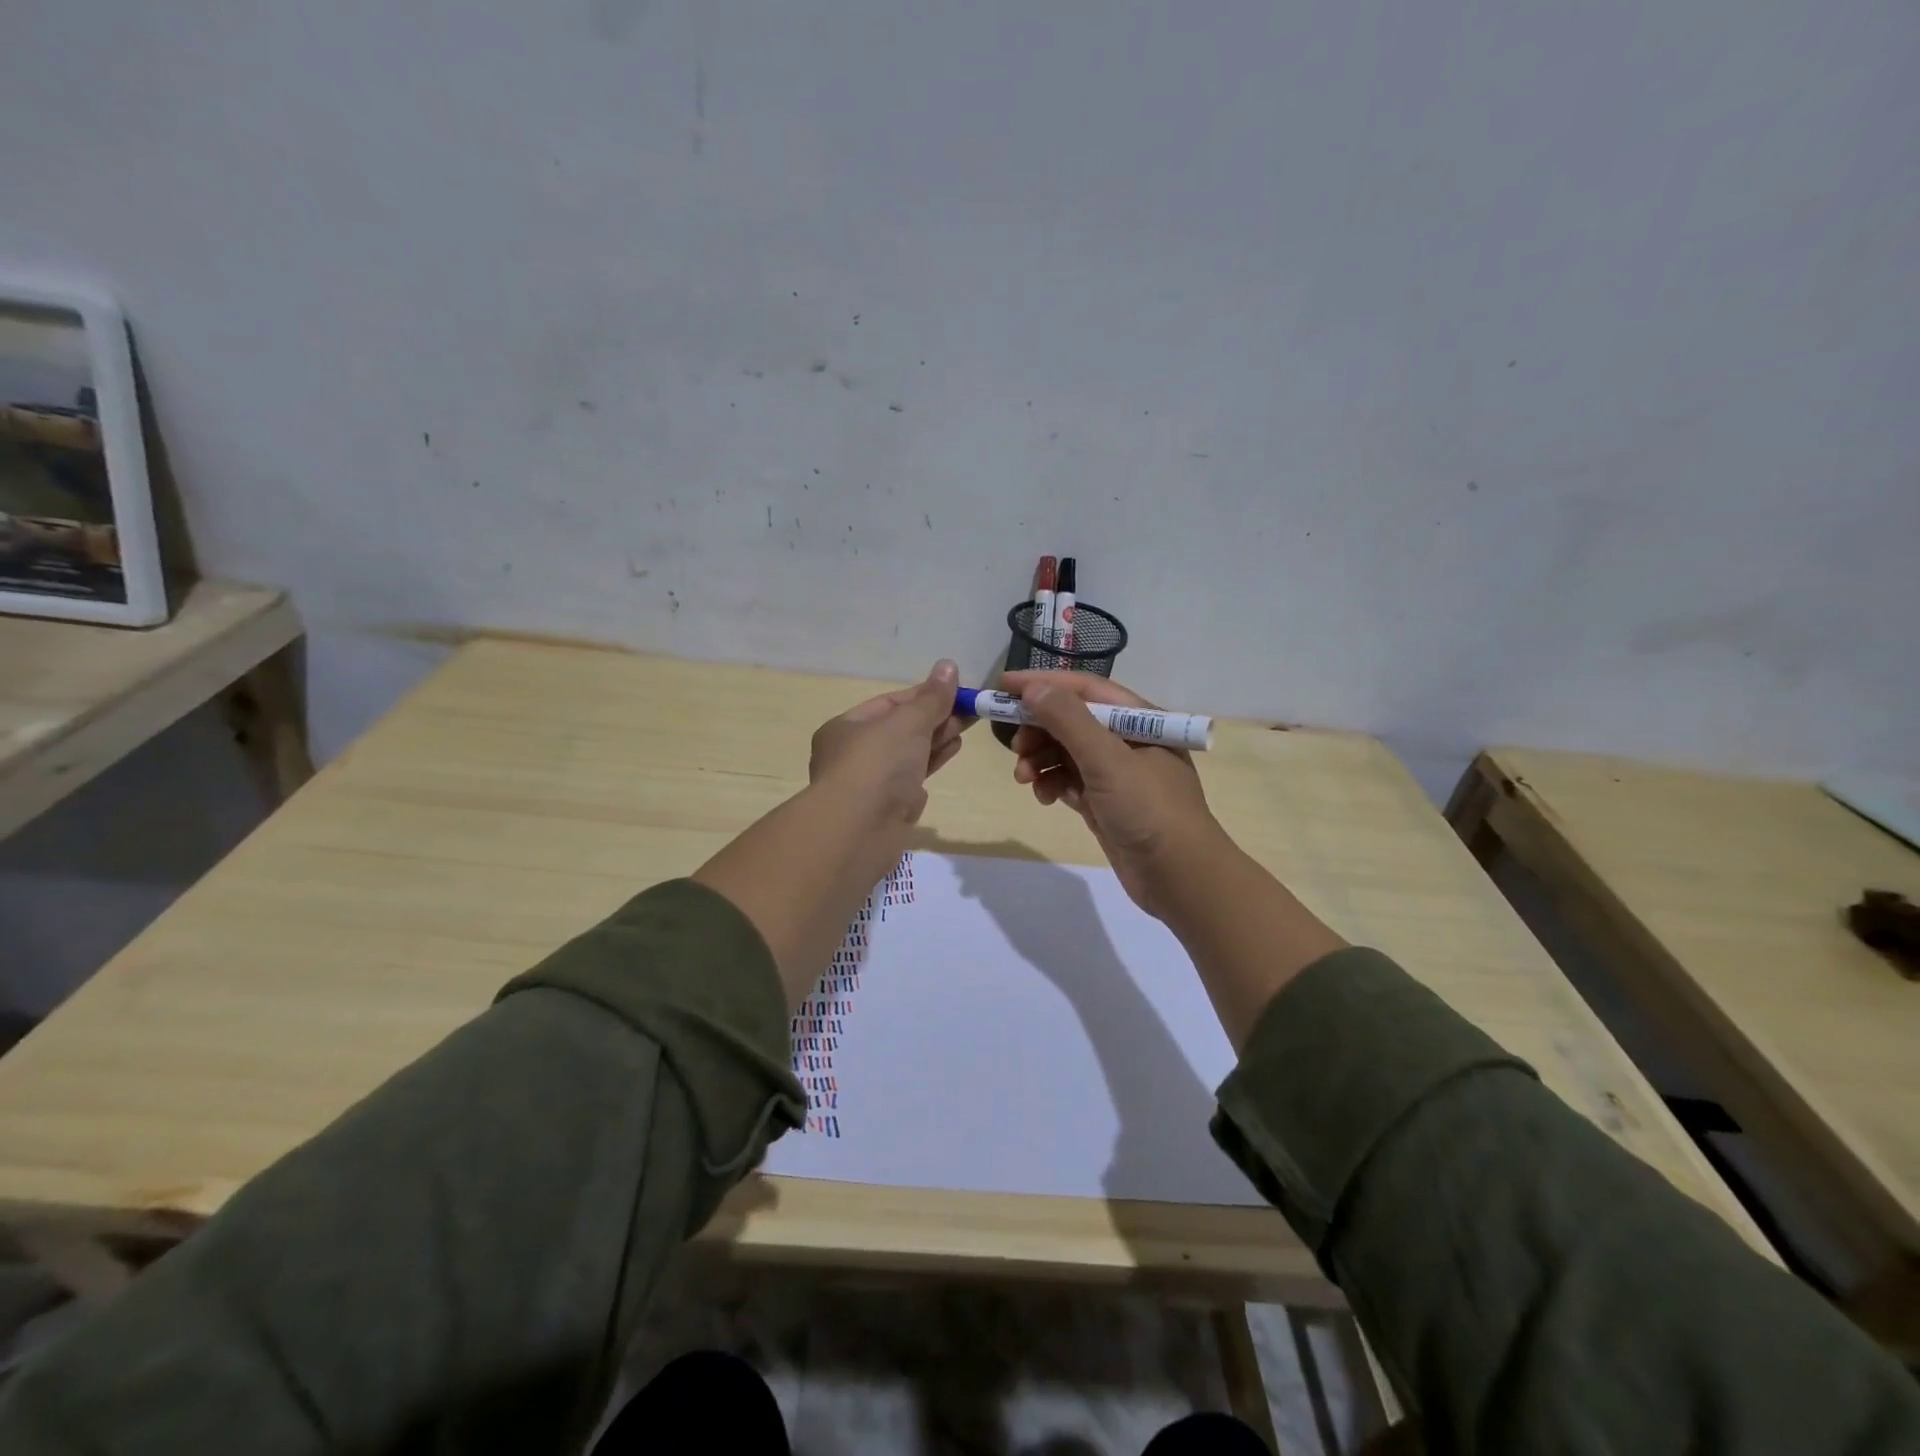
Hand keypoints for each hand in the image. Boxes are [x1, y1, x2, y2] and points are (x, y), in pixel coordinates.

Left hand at [809, 659, 964, 830]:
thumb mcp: (908, 722)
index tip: (956, 690)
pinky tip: (952, 750)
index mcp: (846, 727)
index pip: (889, 703)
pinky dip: (932, 762)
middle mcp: (853, 753)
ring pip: (909, 753)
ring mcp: (871, 783)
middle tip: (970, 708)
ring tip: (967, 725)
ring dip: (937, 738)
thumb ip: (932, 698)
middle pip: (900, 728)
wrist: (859, 831)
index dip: (924, 695)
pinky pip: (913, 777)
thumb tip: (948, 665)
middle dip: (935, 717)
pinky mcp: (888, 808)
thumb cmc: (877, 765)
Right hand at [1000, 671, 1223, 918]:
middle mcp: (1128, 741)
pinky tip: (1045, 797)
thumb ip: (1068, 720)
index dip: (1043, 684)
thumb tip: (1033, 688)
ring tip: (1024, 778)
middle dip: (1039, 730)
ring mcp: (1117, 774)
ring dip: (1041, 760)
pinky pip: (1070, 781)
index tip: (1003, 686)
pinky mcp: (1106, 803)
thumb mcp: (1107, 759)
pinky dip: (1053, 784)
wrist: (1179, 877)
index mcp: (1139, 719)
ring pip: (1067, 753)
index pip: (1084, 689)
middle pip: (1072, 721)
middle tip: (1014, 746)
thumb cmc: (1148, 809)